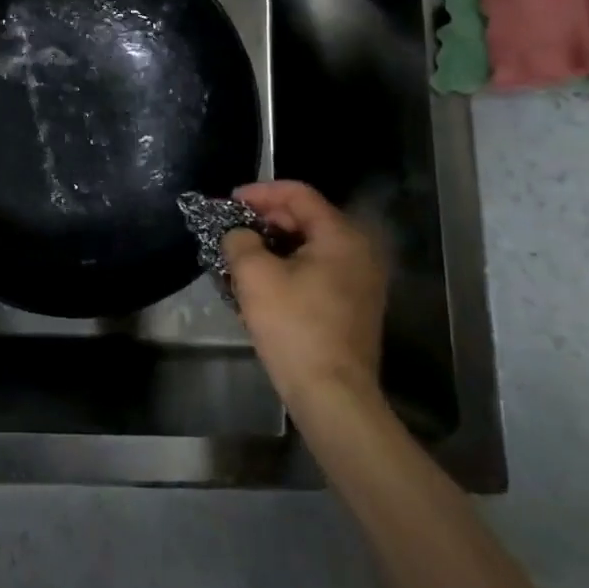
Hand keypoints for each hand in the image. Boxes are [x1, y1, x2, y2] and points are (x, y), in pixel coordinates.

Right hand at [222, 180, 387, 409]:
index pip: (298, 194)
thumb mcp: (255, 275)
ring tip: (240, 257)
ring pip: (309, 247)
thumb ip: (240, 240)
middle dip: (264, 220)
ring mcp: (360, 282)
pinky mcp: (353, 307)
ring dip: (273, 246)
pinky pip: (316, 271)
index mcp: (341, 237)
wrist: (332, 395)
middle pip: (306, 218)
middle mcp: (359, 253)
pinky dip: (288, 268)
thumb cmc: (294, 326)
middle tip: (231, 230)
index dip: (260, 192)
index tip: (228, 203)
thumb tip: (238, 234)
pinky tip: (260, 284)